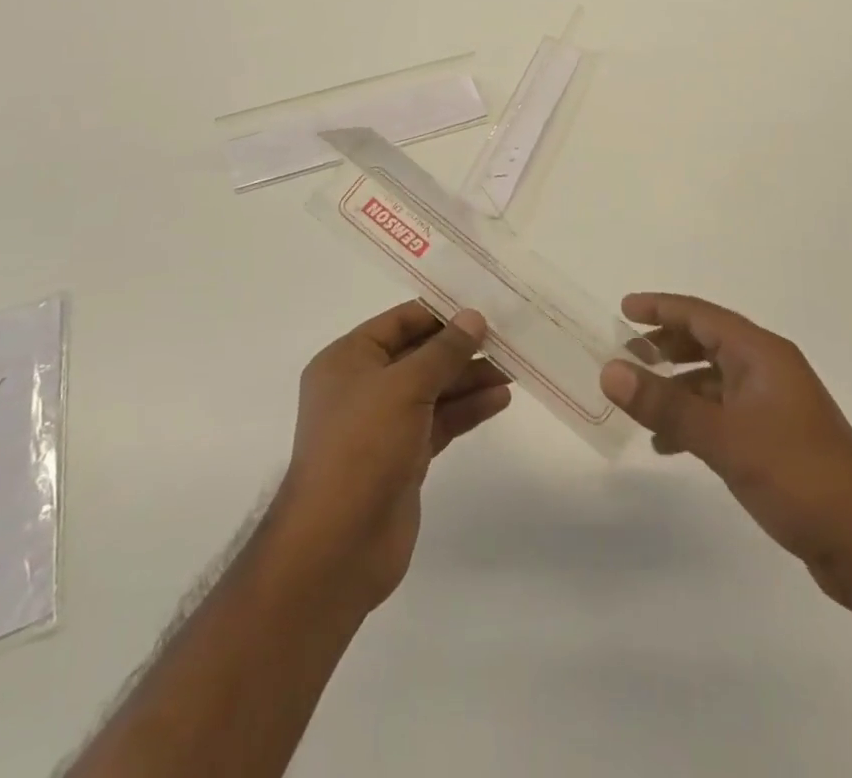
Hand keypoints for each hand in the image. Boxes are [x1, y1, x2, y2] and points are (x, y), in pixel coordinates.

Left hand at [271, 302, 510, 612]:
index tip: (482, 306)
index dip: (440, 312)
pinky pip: (440, 421)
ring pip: (433, 389)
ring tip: (513, 368)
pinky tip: (500, 399)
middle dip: (461, 348)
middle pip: (419, 355)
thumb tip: (474, 316)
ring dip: (470, 378)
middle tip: (507, 338)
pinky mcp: (403, 457)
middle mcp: (363, 386)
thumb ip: (444, 351)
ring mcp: (383, 424)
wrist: (338, 545)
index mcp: (348, 360)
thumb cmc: (362, 447)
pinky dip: (467, 409)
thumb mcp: (405, 386)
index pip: (400, 322)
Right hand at [602, 293, 851, 612]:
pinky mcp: (776, 439)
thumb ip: (665, 404)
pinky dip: (694, 419)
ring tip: (639, 401)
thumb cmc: (797, 474)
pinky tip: (669, 444)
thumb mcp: (723, 438)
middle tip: (626, 355)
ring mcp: (774, 405)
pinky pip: (723, 413)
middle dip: (666, 345)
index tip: (623, 309)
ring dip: (677, 386)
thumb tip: (610, 371)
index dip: (661, 308)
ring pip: (714, 380)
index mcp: (761, 353)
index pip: (702, 315)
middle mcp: (768, 370)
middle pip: (708, 342)